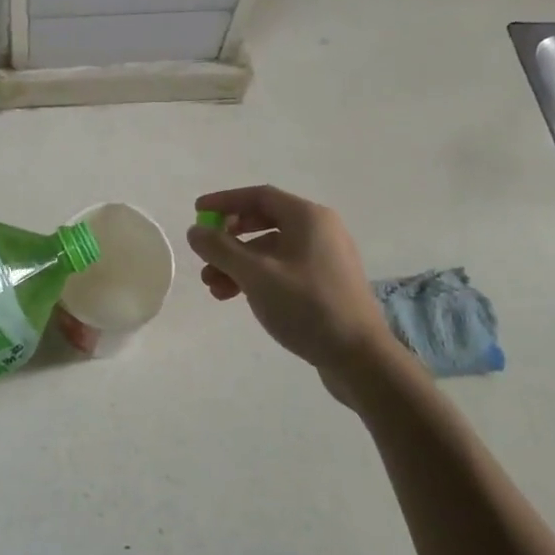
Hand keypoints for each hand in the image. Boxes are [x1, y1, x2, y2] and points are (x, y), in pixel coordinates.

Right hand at [187, 185, 415, 401]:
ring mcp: (325, 258)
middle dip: (229, 239)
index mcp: (308, 217)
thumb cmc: (306, 306)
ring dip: (238, 263)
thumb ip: (221, 248)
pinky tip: (237, 296)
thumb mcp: (256, 274)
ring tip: (213, 287)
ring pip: (271, 250)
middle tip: (205, 254)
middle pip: (264, 222)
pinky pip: (283, 269)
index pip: (259, 196)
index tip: (197, 213)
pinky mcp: (325, 284)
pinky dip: (257, 277)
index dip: (224, 202)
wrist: (359, 357)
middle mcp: (319, 230)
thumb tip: (195, 231)